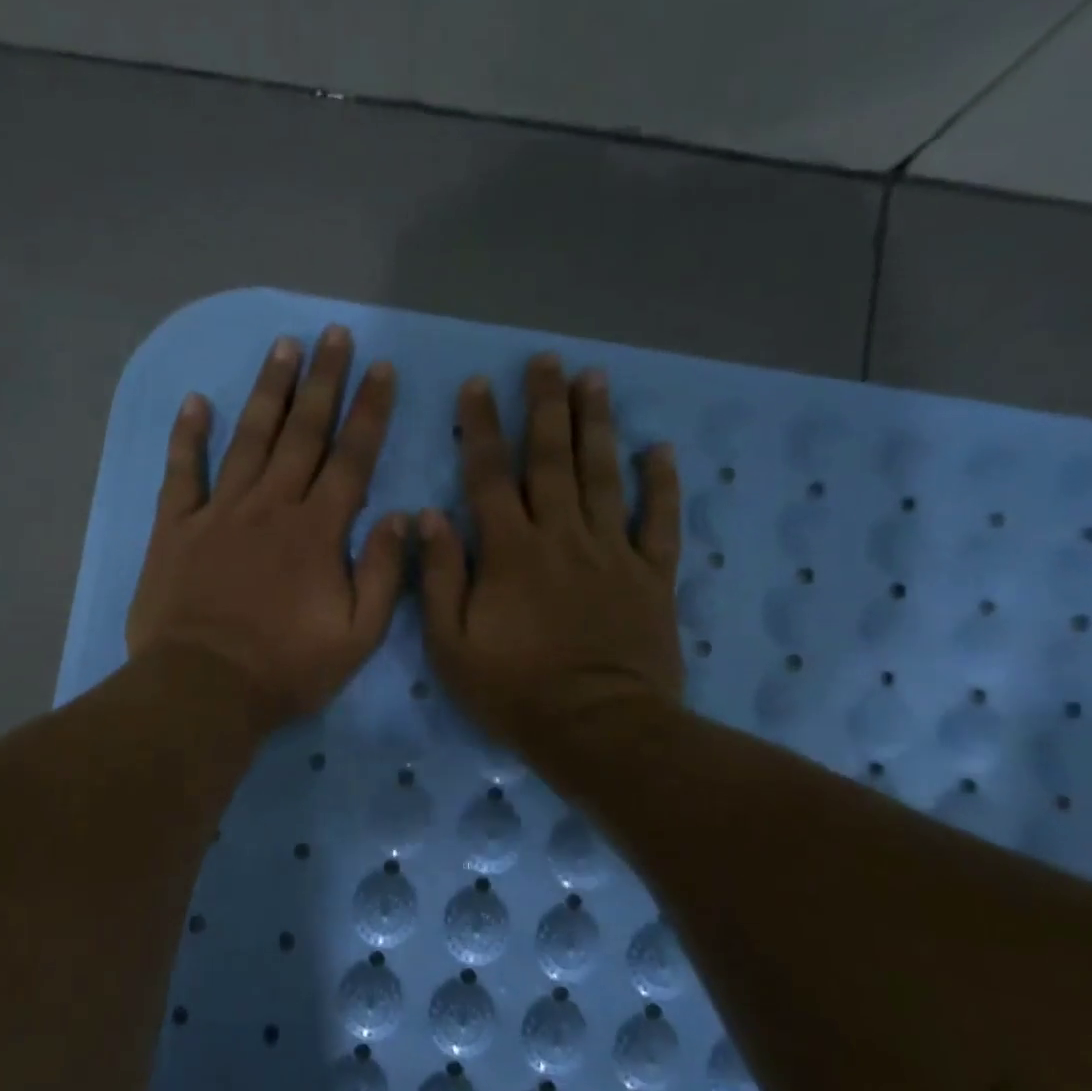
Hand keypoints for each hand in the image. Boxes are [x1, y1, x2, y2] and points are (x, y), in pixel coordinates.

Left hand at [127, 326, 406, 728]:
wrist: (203, 689)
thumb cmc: (286, 669)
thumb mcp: (357, 637)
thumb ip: (383, 574)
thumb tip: (402, 518)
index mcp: (317, 531)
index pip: (351, 458)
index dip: (369, 411)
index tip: (381, 369)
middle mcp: (270, 506)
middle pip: (302, 433)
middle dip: (323, 381)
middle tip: (334, 335)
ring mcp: (219, 513)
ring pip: (249, 438)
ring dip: (268, 391)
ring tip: (283, 347)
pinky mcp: (175, 529)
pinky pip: (181, 472)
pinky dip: (188, 435)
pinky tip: (196, 400)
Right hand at [419, 354, 683, 759]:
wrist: (598, 729)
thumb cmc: (514, 691)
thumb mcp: (451, 645)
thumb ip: (440, 577)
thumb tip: (429, 517)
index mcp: (510, 551)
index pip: (490, 476)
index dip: (481, 428)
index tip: (478, 386)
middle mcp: (562, 536)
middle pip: (552, 460)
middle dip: (546, 406)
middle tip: (546, 360)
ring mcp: (613, 552)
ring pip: (604, 476)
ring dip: (598, 425)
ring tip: (595, 380)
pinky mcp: (652, 576)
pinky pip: (660, 521)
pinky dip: (662, 485)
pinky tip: (659, 449)